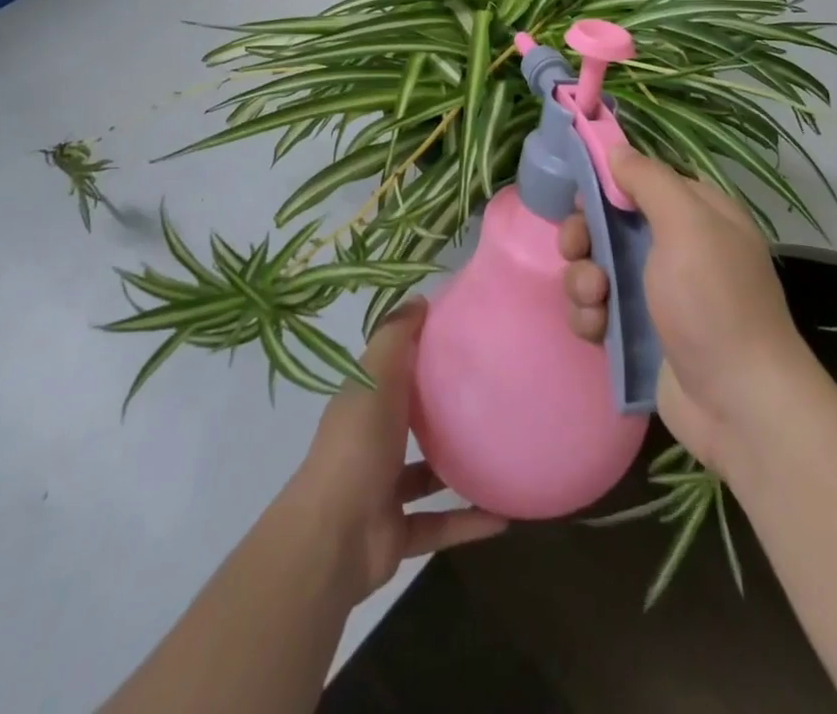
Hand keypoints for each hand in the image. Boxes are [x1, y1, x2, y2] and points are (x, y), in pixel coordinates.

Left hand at [285, 299, 506, 601]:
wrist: (333, 537)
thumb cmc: (358, 444)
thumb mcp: (376, 378)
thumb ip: (396, 338)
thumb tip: (420, 298)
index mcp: (365, 402)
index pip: (393, 368)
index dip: (420, 350)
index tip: (460, 336)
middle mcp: (372, 440)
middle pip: (409, 417)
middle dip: (441, 408)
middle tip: (489, 392)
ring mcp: (384, 489)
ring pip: (426, 473)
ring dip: (457, 466)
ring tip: (500, 451)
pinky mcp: (398, 532)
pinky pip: (440, 524)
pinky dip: (468, 522)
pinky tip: (504, 516)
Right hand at [560, 148, 821, 477]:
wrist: (739, 405)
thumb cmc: (713, 302)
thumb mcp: (687, 226)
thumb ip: (649, 181)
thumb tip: (616, 149)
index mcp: (696, 214)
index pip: (642, 180)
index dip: (607, 182)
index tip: (580, 191)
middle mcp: (675, 247)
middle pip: (609, 223)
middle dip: (584, 234)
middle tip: (577, 248)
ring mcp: (655, 293)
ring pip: (596, 266)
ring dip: (583, 279)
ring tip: (595, 299)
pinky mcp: (637, 332)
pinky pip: (596, 308)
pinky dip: (588, 315)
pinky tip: (597, 329)